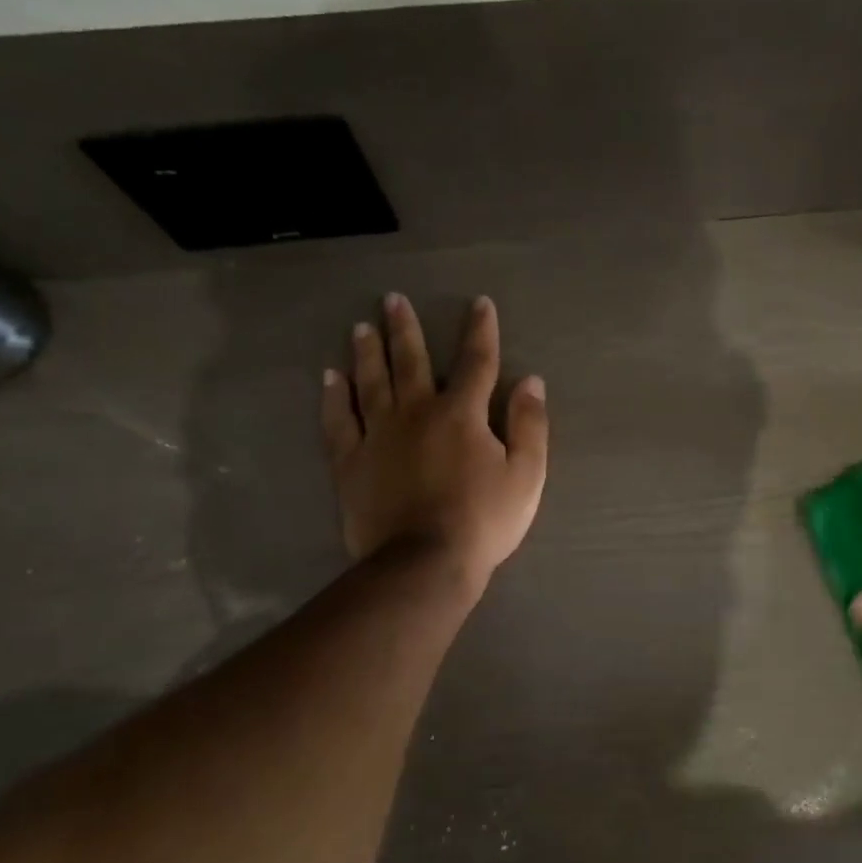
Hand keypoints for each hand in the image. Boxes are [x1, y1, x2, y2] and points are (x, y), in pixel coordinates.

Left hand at [321, 293, 548, 583]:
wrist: (424, 563)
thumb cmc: (483, 520)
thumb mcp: (526, 475)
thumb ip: (530, 425)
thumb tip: (530, 381)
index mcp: (462, 414)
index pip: (476, 362)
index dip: (480, 330)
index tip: (479, 303)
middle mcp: (416, 412)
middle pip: (411, 361)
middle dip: (405, 329)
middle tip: (392, 299)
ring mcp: (378, 435)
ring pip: (371, 382)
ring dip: (367, 352)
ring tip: (361, 327)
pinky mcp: (351, 462)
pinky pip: (339, 421)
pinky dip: (334, 397)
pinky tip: (330, 378)